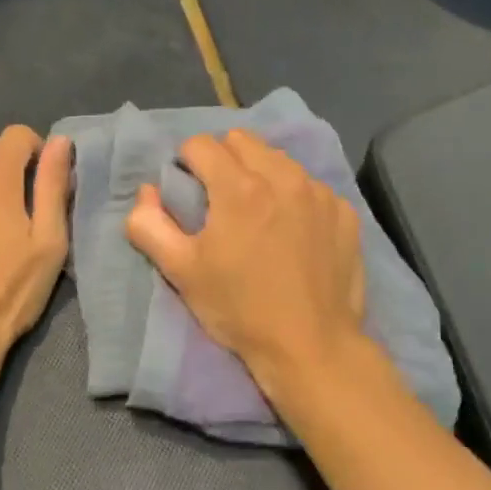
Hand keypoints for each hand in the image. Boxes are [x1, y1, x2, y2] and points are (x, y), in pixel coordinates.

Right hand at [125, 130, 367, 412]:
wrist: (312, 348)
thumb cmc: (240, 309)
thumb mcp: (181, 272)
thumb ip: (149, 224)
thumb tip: (146, 192)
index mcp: (239, 187)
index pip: (200, 144)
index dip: (186, 163)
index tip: (188, 192)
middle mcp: (283, 176)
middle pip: (242, 141)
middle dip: (223, 160)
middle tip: (219, 200)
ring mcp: (319, 192)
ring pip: (279, 159)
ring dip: (261, 174)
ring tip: (258, 214)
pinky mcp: (344, 211)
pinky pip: (311, 185)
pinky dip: (295, 197)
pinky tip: (293, 232)